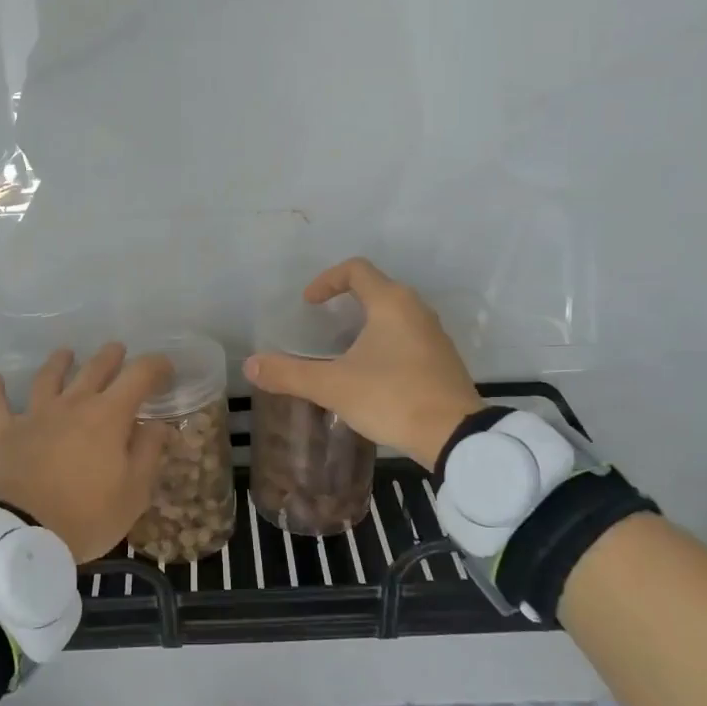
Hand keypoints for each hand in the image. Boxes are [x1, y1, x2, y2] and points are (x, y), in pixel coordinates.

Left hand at [0, 344, 174, 562]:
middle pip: (94, 368)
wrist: (25, 535)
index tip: (165, 368)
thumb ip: (148, 452)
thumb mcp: (134, 491)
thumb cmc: (88, 515)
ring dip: (59, 362)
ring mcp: (36, 416)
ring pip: (48, 377)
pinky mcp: (5, 433)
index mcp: (108, 415)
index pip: (138, 376)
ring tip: (66, 353)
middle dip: (110, 356)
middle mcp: (73, 404)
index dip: (155, 366)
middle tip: (118, 351)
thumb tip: (155, 424)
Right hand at [244, 258, 483, 466]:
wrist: (455, 435)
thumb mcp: (333, 386)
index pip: (356, 269)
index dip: (326, 280)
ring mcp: (434, 334)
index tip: (308, 304)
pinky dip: (385, 343)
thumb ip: (290, 374)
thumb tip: (251, 366)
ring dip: (366, 324)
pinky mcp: (443, 359)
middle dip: (345, 301)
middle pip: (376, 289)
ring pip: (394, 315)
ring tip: (343, 351)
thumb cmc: (392, 397)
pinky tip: (372, 374)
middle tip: (322, 325)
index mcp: (391, 303)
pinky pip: (408, 337)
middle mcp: (416, 309)